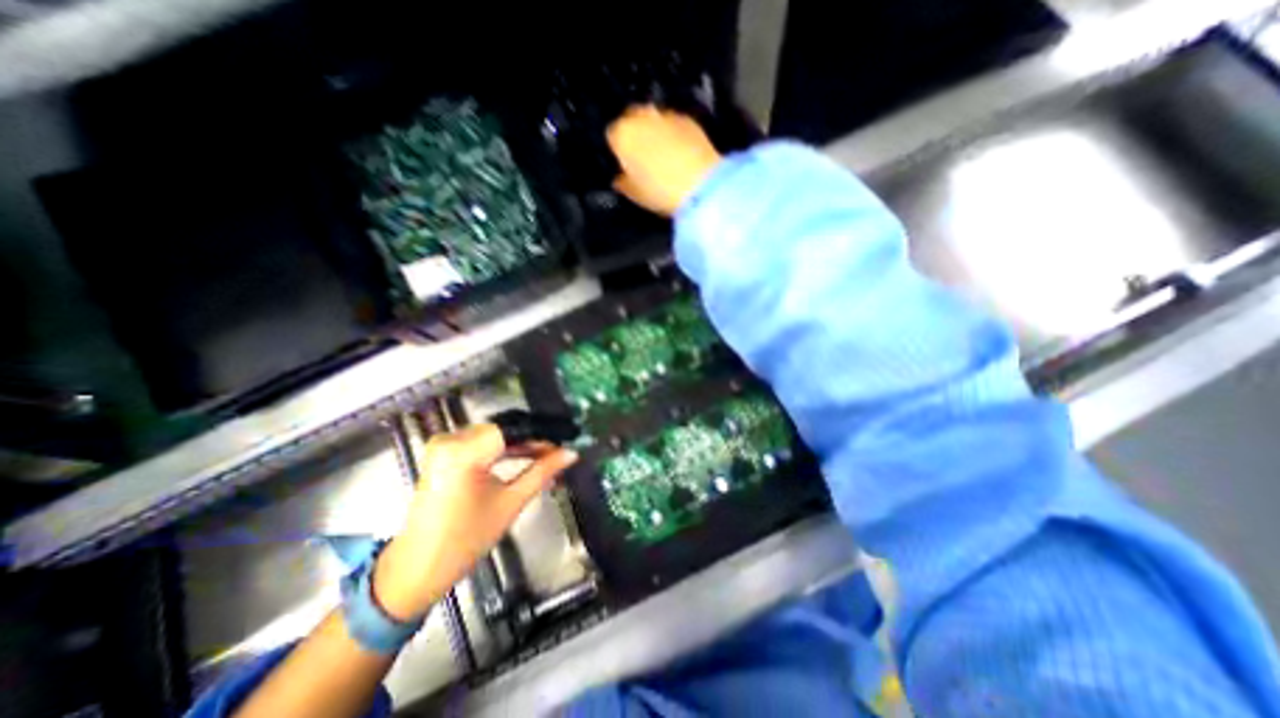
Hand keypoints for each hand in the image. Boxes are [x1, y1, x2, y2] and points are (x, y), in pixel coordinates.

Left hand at [368, 424, 572, 617]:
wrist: (418, 567)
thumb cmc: (465, 540)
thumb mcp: (510, 503)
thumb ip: (542, 472)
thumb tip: (571, 453)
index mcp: (464, 453)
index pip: (514, 429)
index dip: (543, 434)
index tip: (567, 439)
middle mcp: (450, 440)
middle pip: (504, 430)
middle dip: (533, 440)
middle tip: (560, 451)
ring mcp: (443, 444)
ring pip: (495, 434)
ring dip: (520, 444)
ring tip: (546, 456)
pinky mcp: (442, 452)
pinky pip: (481, 441)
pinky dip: (502, 449)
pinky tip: (523, 456)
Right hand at [607, 103, 719, 216]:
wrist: (701, 185)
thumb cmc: (660, 192)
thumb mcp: (635, 194)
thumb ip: (623, 182)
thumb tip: (620, 178)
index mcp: (622, 135)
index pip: (612, 135)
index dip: (618, 150)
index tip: (625, 164)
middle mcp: (641, 117)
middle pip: (632, 120)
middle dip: (635, 134)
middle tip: (642, 157)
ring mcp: (666, 115)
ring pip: (653, 119)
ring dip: (654, 131)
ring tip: (662, 154)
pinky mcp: (688, 119)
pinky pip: (674, 124)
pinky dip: (673, 134)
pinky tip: (680, 152)